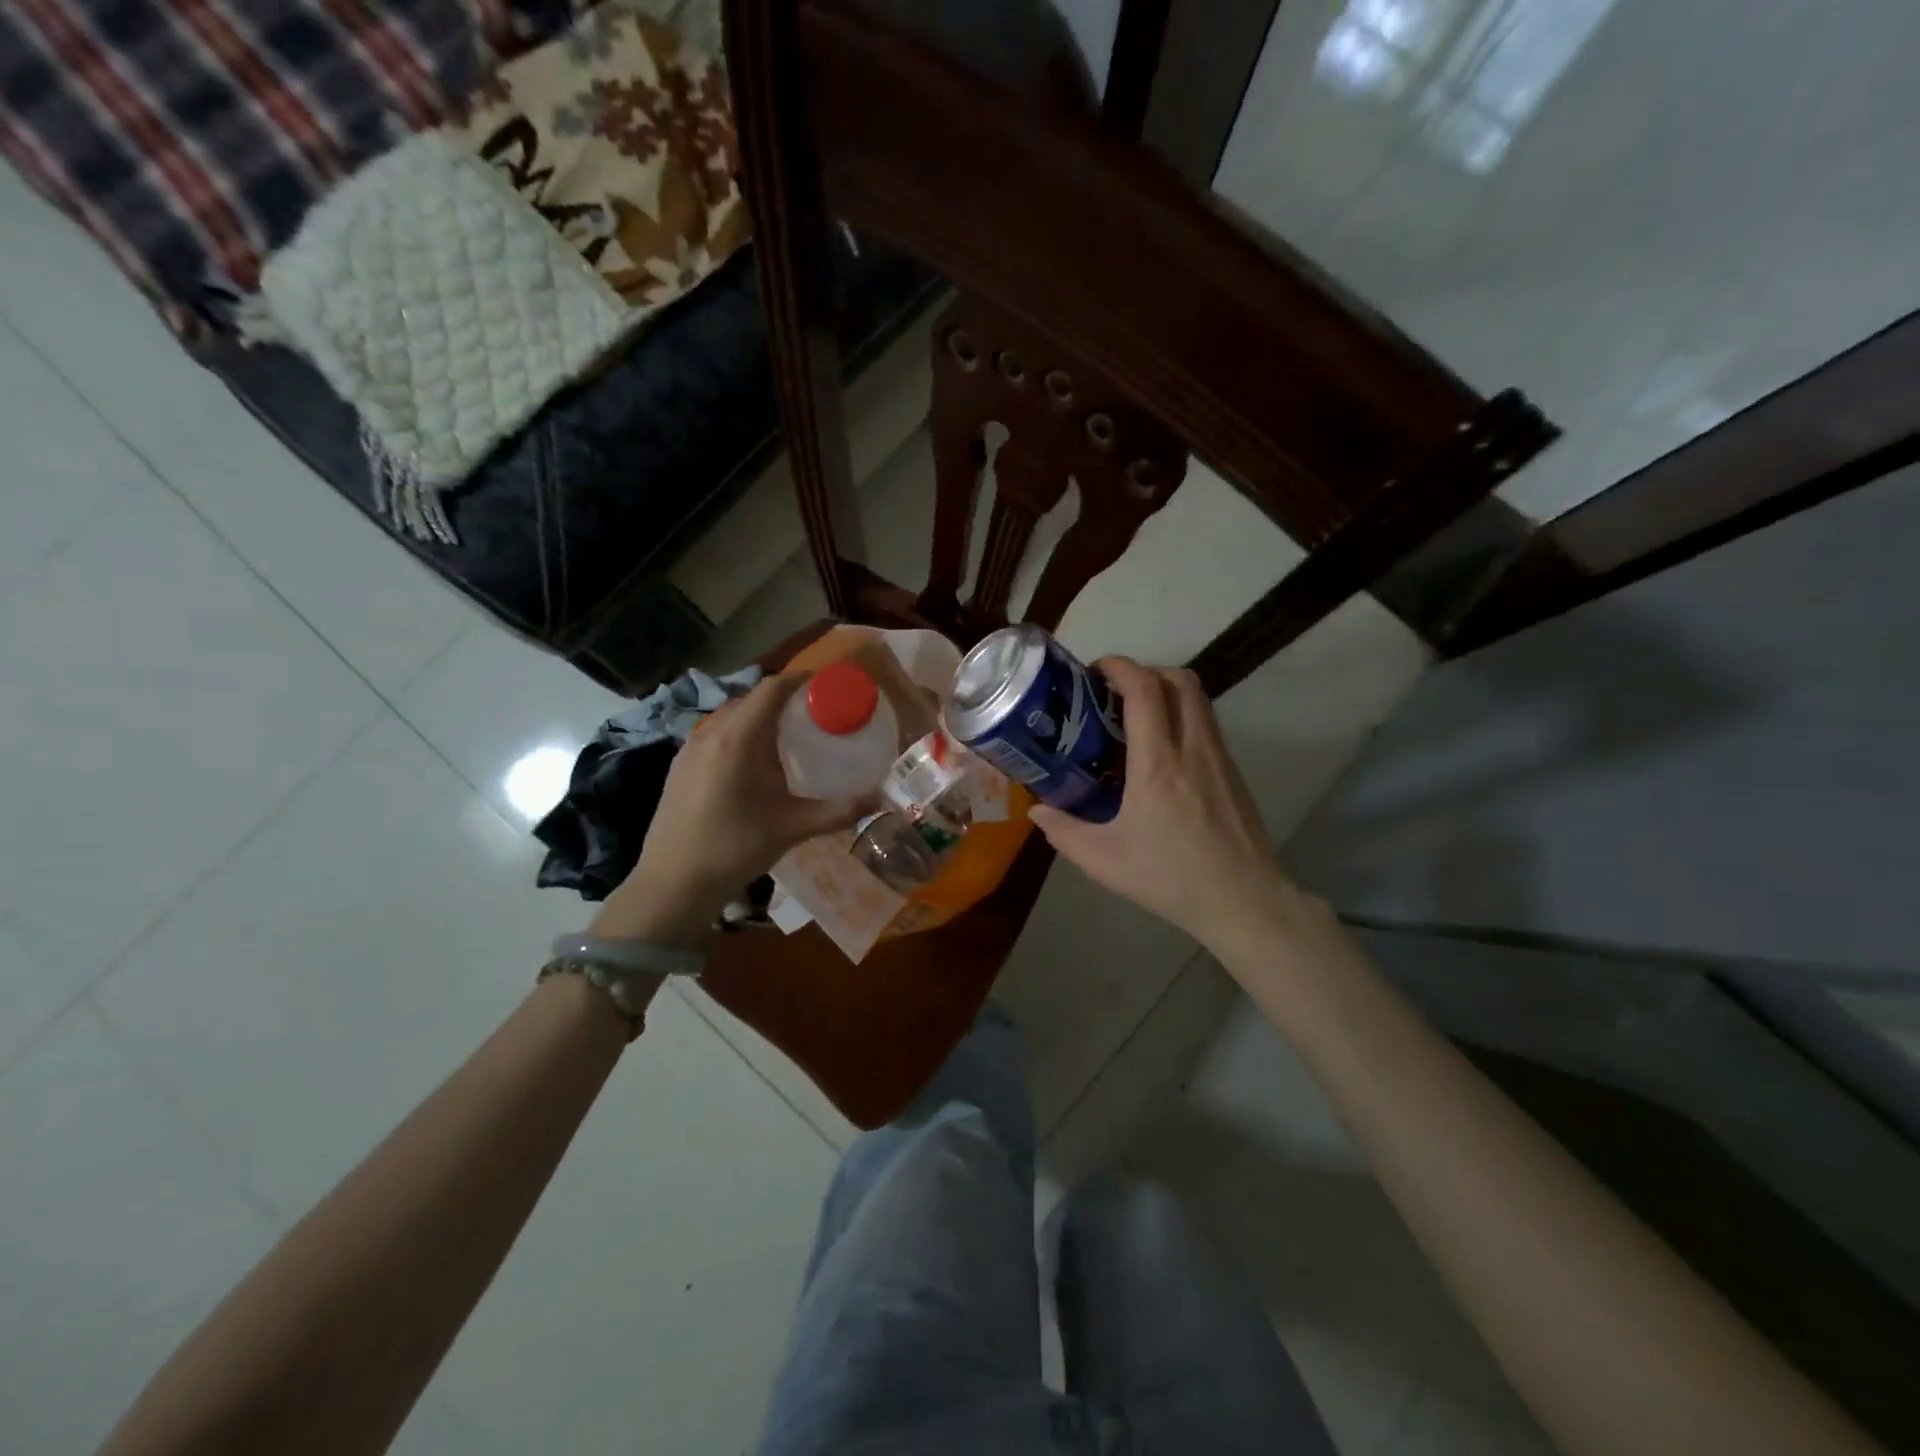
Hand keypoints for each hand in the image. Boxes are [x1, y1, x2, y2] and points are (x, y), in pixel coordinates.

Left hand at [594, 674, 870, 941]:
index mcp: (738, 738)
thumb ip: (840, 810)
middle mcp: (710, 732)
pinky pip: (716, 734)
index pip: (772, 689)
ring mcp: (690, 748)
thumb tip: (882, 799)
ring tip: (790, 736)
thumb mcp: (793, 828)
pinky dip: (741, 734)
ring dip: (761, 717)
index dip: (801, 679)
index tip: (829, 685)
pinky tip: (755, 762)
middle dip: (786, 699)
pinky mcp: (680, 765)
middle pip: (752, 699)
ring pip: (732, 716)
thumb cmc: (735, 849)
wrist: (673, 883)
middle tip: (817, 713)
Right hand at [1029, 658, 1294, 947]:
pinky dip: (1181, 714)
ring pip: (1198, 698)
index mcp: (1158, 763)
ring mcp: (1218, 757)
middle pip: (1179, 679)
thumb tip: (1037, 810)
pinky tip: (1161, 750)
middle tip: (1114, 692)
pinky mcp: (1232, 771)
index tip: (1095, 670)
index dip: (1120, 667)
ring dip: (1166, 689)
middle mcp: (1192, 748)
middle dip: (1145, 671)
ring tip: (1134, 715)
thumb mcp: (1104, 860)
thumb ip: (1064, 831)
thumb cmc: (1171, 877)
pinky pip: (1206, 722)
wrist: (1244, 899)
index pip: (1145, 690)